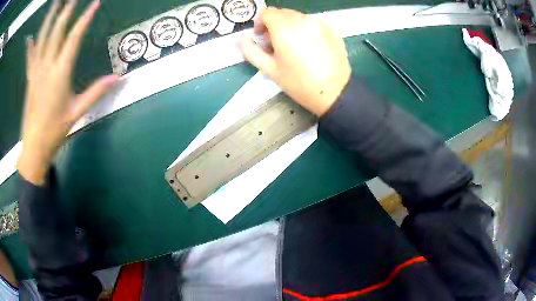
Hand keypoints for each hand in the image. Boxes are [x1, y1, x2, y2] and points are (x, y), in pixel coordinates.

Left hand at [17, 0, 117, 184]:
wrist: (34, 147)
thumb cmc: (55, 131)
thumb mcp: (77, 113)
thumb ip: (96, 92)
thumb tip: (118, 78)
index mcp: (59, 74)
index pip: (74, 38)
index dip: (85, 18)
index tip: (95, 4)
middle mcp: (46, 67)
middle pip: (56, 32)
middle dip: (66, 11)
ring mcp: (36, 71)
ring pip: (42, 39)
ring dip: (48, 20)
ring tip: (54, 5)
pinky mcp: (30, 78)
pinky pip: (30, 58)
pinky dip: (30, 46)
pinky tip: (30, 38)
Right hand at [241, 8, 350, 115]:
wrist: (334, 92)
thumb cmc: (299, 83)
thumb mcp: (269, 70)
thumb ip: (251, 51)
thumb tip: (243, 38)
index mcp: (284, 28)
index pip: (266, 13)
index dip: (260, 23)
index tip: (261, 36)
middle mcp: (302, 19)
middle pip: (282, 13)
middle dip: (274, 24)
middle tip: (276, 43)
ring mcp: (320, 22)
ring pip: (298, 16)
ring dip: (290, 25)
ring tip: (293, 45)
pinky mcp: (333, 28)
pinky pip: (313, 21)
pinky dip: (306, 27)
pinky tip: (310, 43)